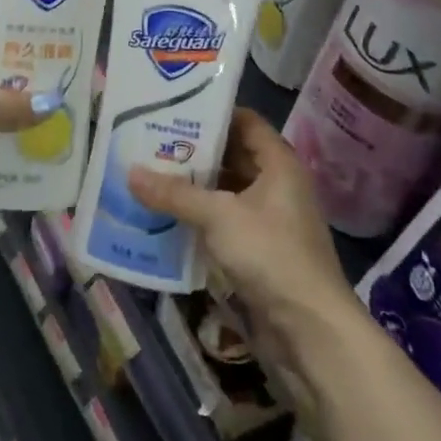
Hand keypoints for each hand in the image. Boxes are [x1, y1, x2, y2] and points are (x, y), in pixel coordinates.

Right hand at [128, 109, 359, 358]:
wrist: (309, 329)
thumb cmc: (270, 255)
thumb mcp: (218, 217)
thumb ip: (175, 194)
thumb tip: (130, 173)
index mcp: (279, 164)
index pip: (246, 122)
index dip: (213, 114)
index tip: (173, 110)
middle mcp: (277, 186)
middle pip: (233, 157)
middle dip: (195, 152)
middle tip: (151, 144)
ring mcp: (270, 221)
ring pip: (226, 193)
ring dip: (194, 188)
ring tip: (150, 177)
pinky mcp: (259, 252)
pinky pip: (224, 223)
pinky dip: (199, 219)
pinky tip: (166, 218)